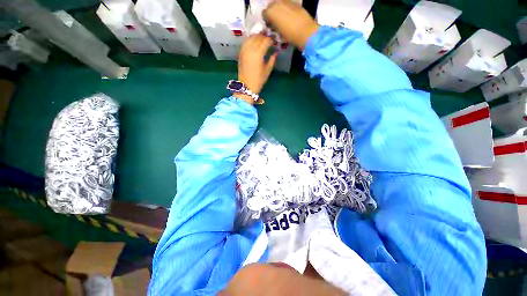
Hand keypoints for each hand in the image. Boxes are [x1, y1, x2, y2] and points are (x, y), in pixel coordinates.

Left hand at [236, 34, 277, 104]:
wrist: (246, 86)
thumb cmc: (258, 80)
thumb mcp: (267, 71)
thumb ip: (272, 60)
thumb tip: (276, 52)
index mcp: (258, 54)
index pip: (266, 41)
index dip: (271, 39)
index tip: (274, 41)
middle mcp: (250, 49)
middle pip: (258, 36)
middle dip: (264, 36)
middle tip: (269, 39)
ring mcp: (244, 50)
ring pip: (251, 37)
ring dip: (257, 36)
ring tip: (262, 39)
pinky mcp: (241, 53)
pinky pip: (246, 42)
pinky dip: (250, 39)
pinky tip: (254, 42)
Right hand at [263, 0, 318, 49]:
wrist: (305, 32)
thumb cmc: (289, 36)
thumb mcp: (278, 34)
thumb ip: (273, 26)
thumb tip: (273, 25)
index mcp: (270, 12)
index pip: (264, 14)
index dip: (267, 20)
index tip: (271, 26)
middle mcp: (277, 3)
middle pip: (271, 6)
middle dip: (273, 13)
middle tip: (277, 23)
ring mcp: (286, 1)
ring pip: (279, 4)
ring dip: (280, 11)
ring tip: (284, 20)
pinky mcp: (294, 2)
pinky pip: (287, 5)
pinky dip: (287, 10)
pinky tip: (291, 18)